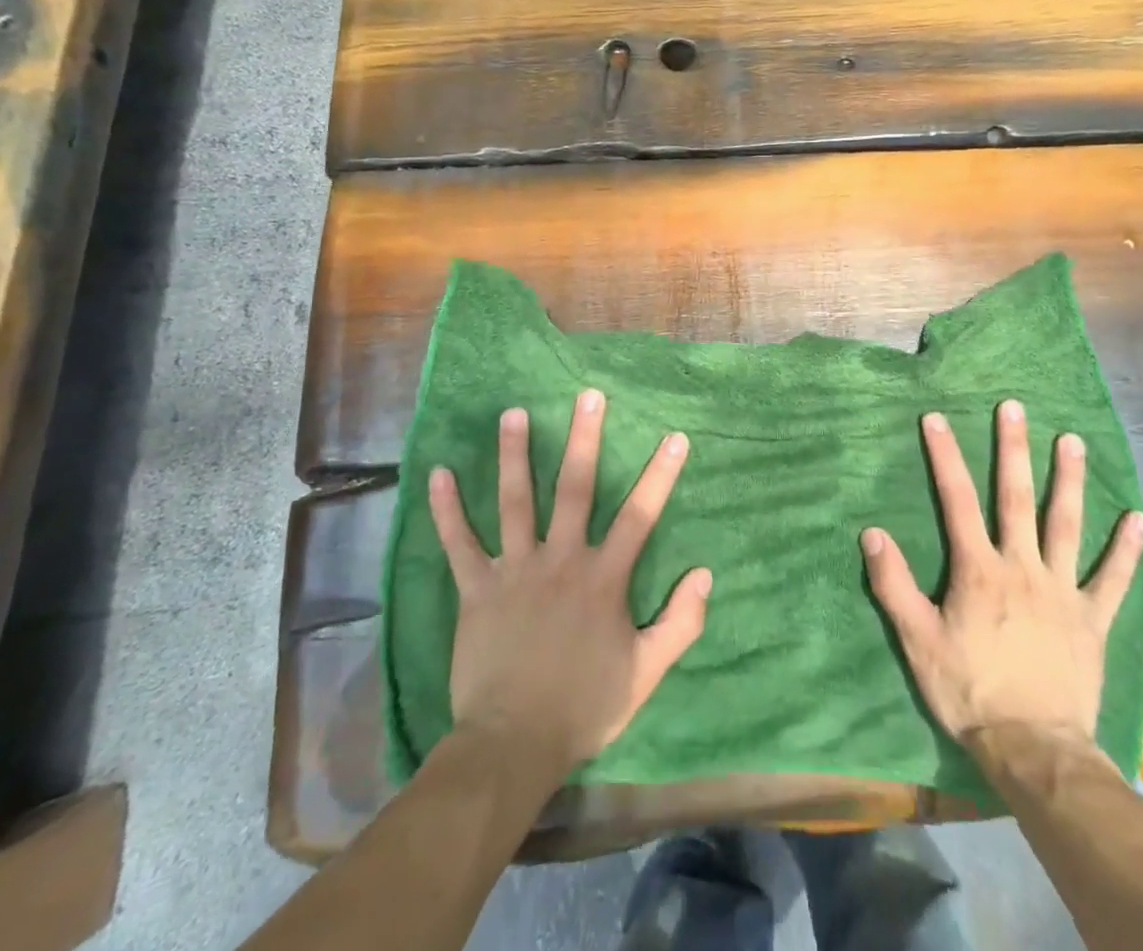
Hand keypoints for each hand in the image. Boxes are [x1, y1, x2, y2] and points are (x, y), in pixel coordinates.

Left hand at [428, 389, 711, 779]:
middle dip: (585, 440)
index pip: (640, 515)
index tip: (674, 436)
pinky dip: (447, 509)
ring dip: (514, 455)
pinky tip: (438, 473)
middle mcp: (561, 560)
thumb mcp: (646, 672)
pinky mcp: (477, 588)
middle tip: (588, 397)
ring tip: (513, 413)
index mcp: (603, 579)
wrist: (512, 745)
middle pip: (576, 489)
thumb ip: (680, 622)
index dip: (660, 474)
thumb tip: (705, 573)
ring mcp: (516, 570)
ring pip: (516, 501)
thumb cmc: (584, 706)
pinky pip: (460, 543)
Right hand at [862, 402, 1142, 761]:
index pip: (957, 500)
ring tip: (1072, 440)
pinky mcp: (1092, 620)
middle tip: (1015, 407)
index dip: (945, 457)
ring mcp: (1062, 591)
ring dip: (1069, 481)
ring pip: (1066, 525)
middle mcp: (1022, 568)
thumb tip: (871, 533)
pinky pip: (1113, 579)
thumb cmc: (969, 691)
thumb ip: (893, 584)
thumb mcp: (917, 641)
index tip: (937, 419)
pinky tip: (1138, 518)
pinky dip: (1126, 549)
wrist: (1033, 750)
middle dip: (1013, 449)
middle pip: (1016, 498)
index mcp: (978, 570)